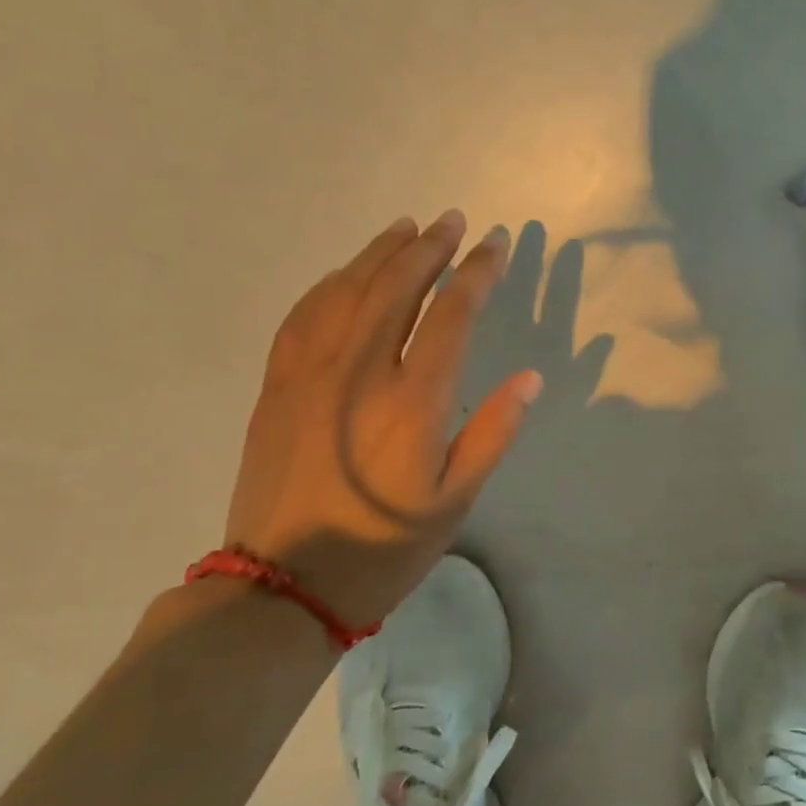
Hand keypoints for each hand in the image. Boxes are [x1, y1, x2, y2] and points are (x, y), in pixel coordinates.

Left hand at [221, 211, 541, 634]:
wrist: (282, 586)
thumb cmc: (383, 548)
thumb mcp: (454, 502)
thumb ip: (492, 433)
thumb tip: (529, 378)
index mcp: (412, 402)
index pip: (451, 314)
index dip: (477, 273)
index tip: (493, 244)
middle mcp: (359, 372)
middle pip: (397, 287)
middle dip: (430, 248)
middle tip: (454, 220)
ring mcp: (310, 374)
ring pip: (347, 291)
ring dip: (380, 253)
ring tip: (408, 228)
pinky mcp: (277, 385)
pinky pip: (304, 315)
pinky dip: (331, 283)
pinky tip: (346, 273)